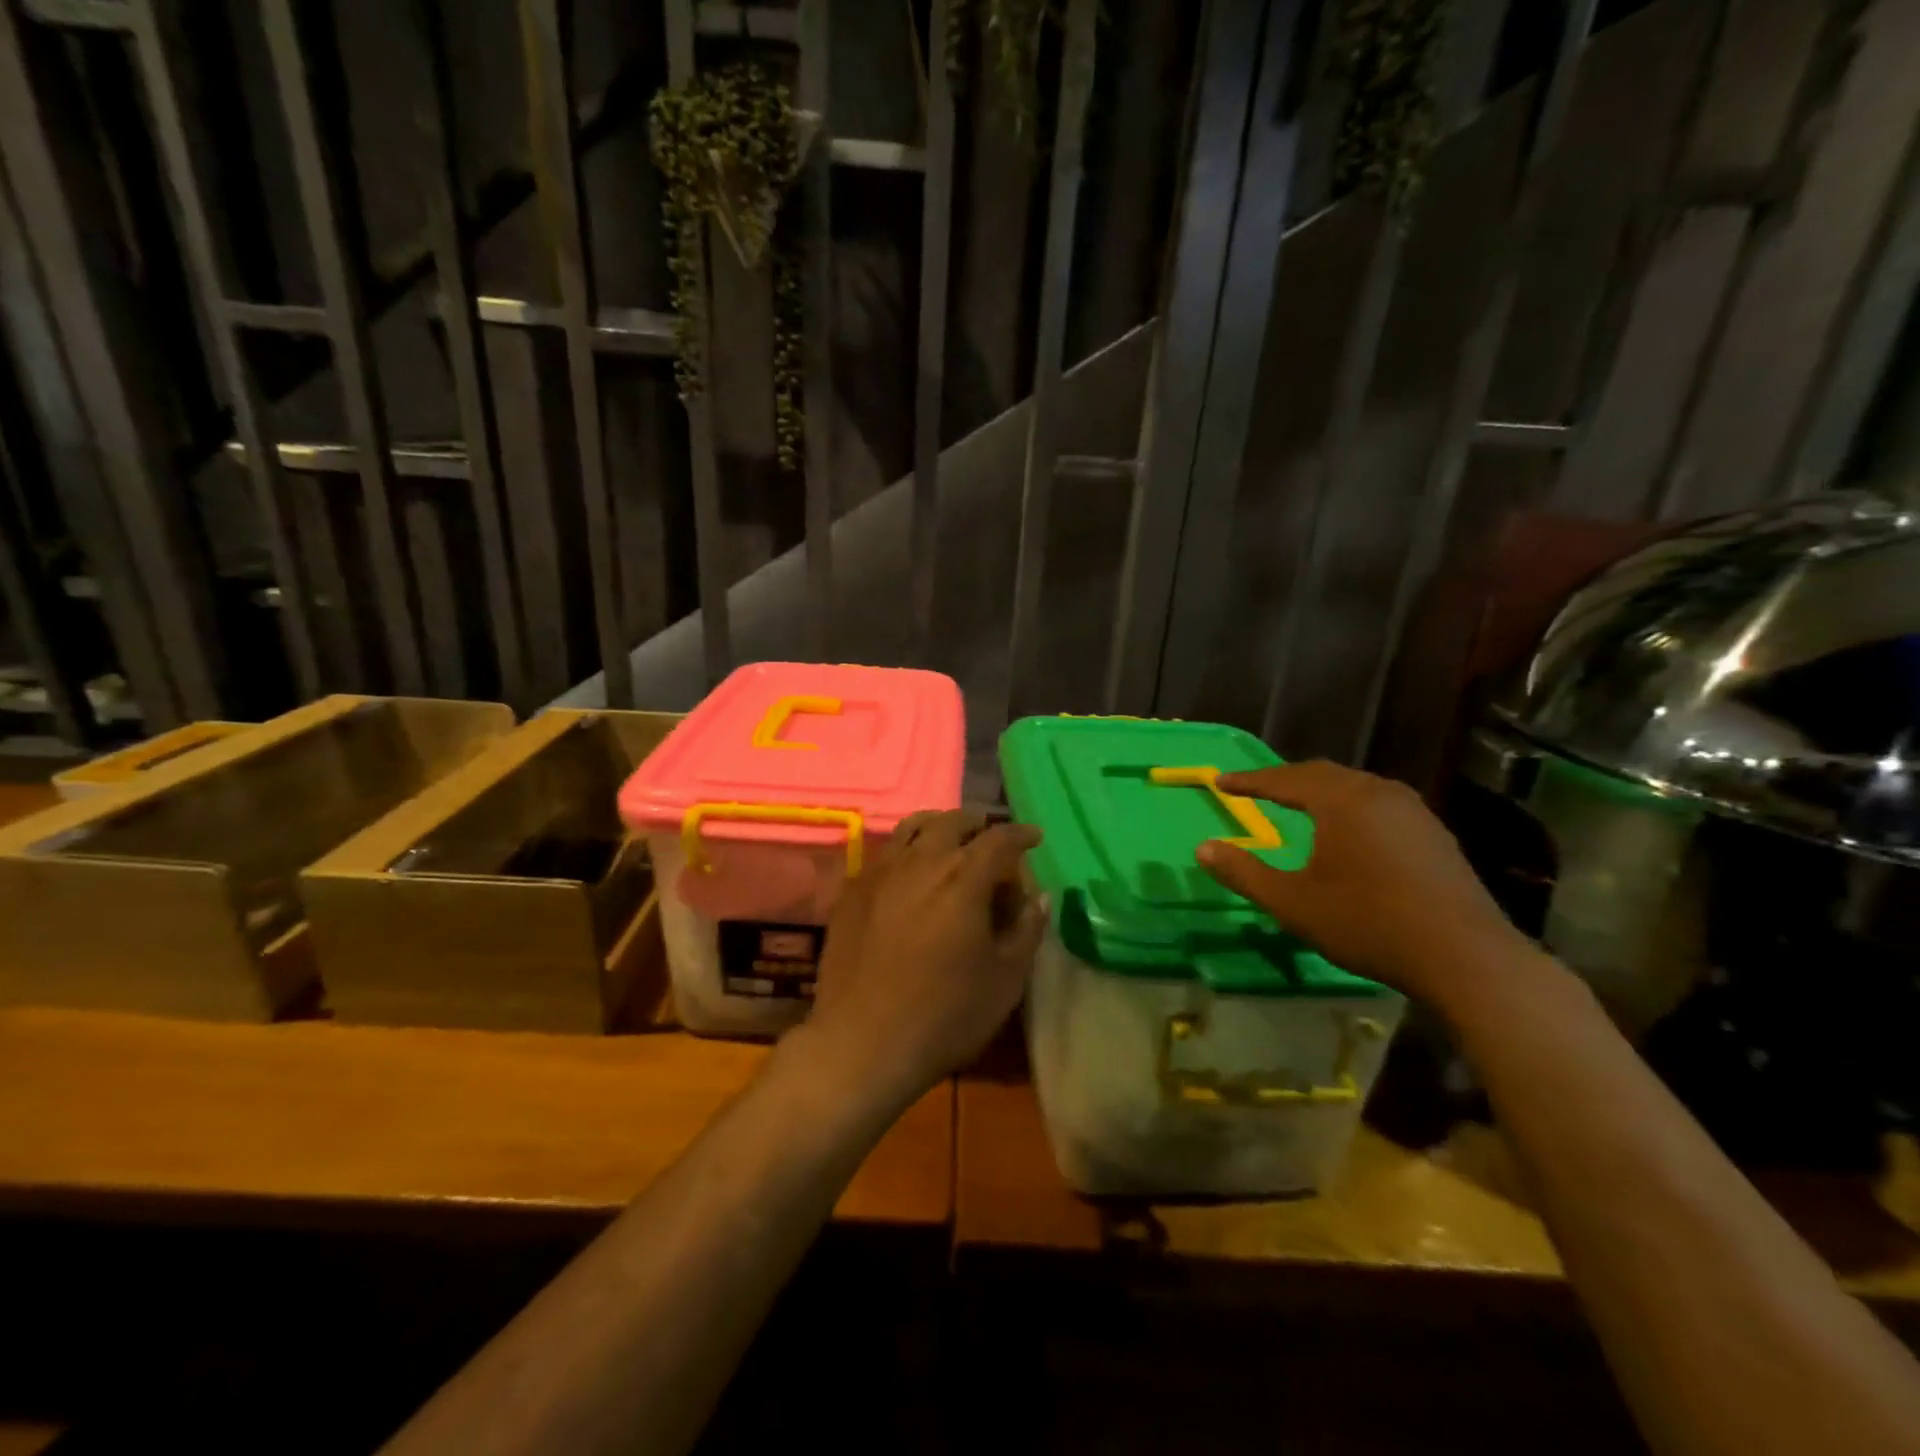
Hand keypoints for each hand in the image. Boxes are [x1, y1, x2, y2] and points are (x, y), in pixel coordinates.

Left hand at [799, 809, 1046, 1108]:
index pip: (999, 839)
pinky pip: (884, 853)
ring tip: (950, 838)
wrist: (861, 1043)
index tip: (1034, 836)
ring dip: (939, 825)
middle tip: (991, 835)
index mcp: (964, 879)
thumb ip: (1026, 930)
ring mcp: (881, 872)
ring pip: (912, 828)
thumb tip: (1039, 895)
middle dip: (978, 823)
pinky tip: (910, 869)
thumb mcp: (1005, 980)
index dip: (1020, 834)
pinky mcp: (852, 890)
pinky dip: (906, 848)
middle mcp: (921, 862)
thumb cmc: (945, 1016)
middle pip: (953, 822)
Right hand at [1195, 761, 1530, 1012]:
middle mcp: (1378, 793)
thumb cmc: (1368, 923)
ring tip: (1299, 802)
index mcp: (1341, 800)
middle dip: (1285, 779)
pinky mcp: (1434, 834)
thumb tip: (1202, 848)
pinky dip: (1350, 806)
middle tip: (1257, 788)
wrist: (1466, 957)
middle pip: (1323, 774)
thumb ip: (1244, 873)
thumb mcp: (1293, 903)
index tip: (1220, 782)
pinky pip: (1380, 804)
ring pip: (1356, 787)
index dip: (1249, 781)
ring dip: (1321, 790)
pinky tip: (1349, 830)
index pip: (1285, 779)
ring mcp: (1414, 812)